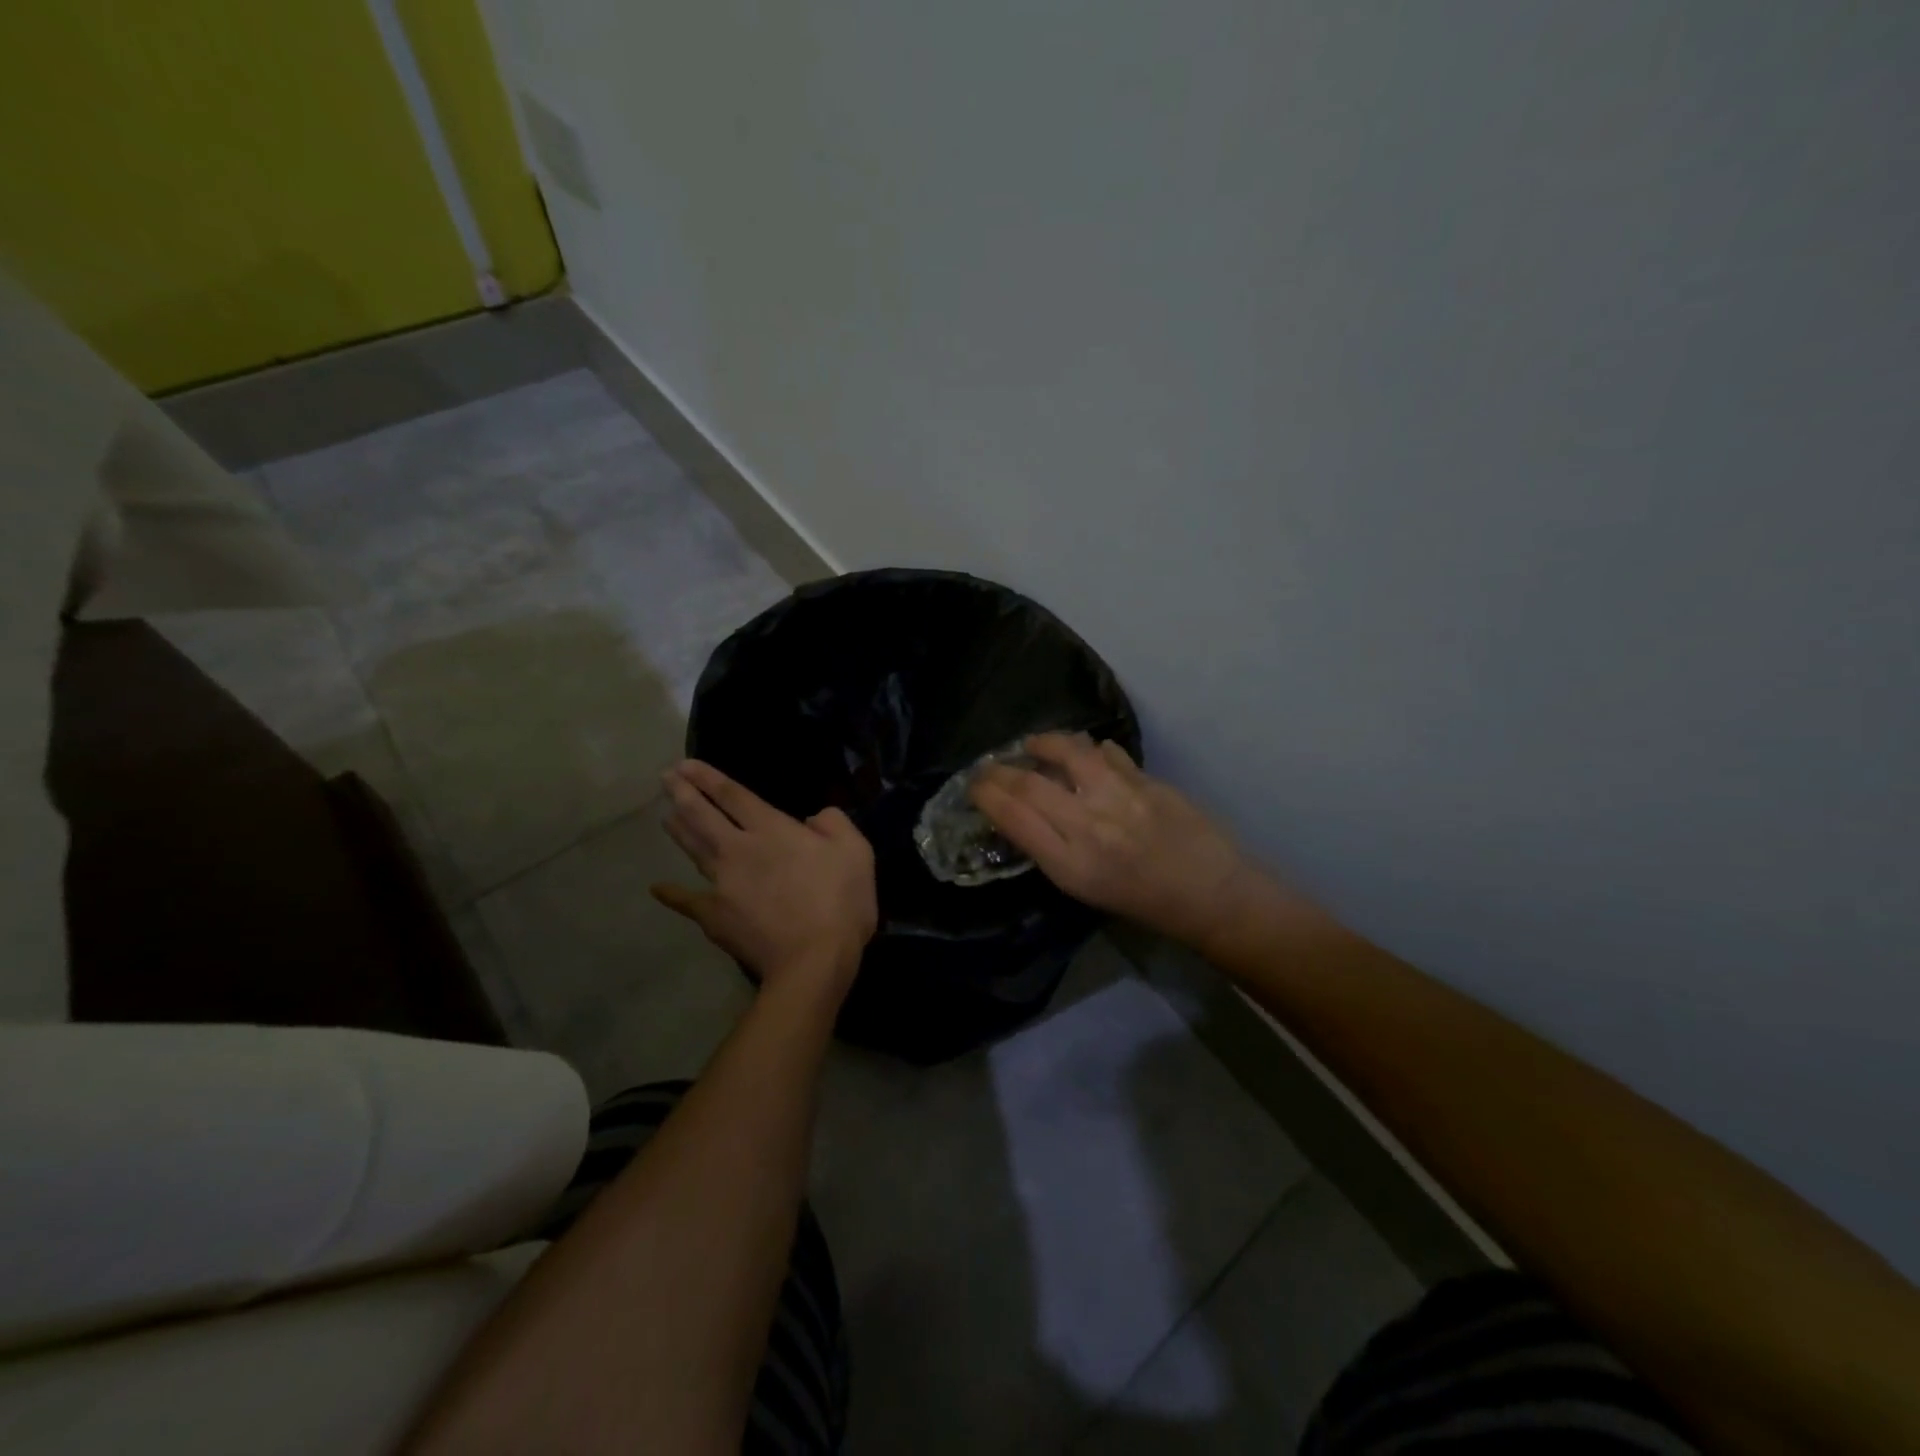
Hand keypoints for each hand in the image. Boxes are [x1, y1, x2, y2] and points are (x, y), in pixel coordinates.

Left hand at [653, 760, 877, 1008]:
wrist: (813, 960)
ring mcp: (721, 883)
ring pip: (693, 849)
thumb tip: (815, 818)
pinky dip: (671, 894)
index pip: (732, 795)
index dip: (708, 777)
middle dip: (682, 793)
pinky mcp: (713, 916)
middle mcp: (738, 848)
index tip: (686, 764)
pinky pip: (687, 900)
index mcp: (772, 829)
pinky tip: (658, 888)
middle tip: (666, 778)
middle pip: (702, 815)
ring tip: (665, 815)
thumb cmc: (839, 901)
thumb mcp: (855, 851)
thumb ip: (834, 824)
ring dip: (678, 829)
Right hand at [970, 733, 1259, 949]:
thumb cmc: (1142, 902)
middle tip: (991, 766)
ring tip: (1034, 745)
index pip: (1013, 815)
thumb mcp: (1083, 889)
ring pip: (1068, 752)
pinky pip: (1106, 752)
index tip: (974, 786)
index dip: (986, 794)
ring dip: (1043, 743)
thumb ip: (1049, 848)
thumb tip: (1020, 812)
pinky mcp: (1146, 780)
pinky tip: (1085, 755)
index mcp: (1070, 864)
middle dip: (1000, 769)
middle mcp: (1089, 826)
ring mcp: (1120, 797)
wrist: (1210, 894)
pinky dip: (1088, 750)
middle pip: (1030, 783)